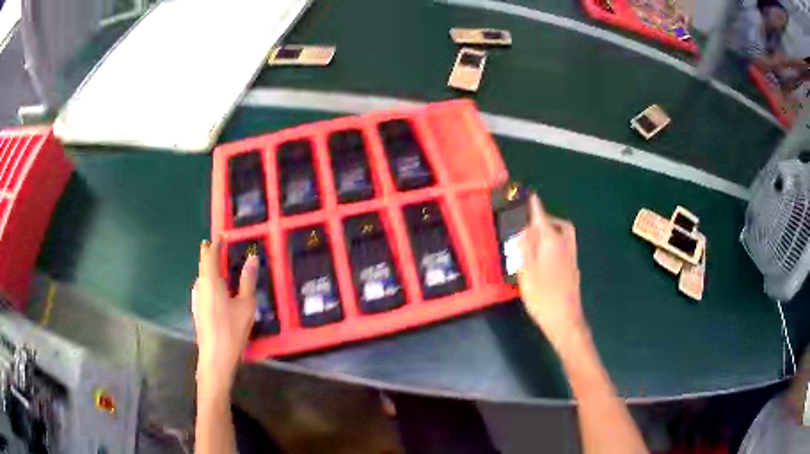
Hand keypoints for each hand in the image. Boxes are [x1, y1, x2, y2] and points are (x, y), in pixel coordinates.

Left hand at [192, 239, 257, 394]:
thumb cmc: (232, 329)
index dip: (215, 244)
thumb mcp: (246, 304)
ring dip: (209, 269)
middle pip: (203, 265)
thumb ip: (248, 280)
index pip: (210, 255)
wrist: (215, 357)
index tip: (221, 236)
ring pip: (202, 277)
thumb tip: (252, 258)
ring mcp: (196, 299)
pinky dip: (209, 282)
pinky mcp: (197, 310)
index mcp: (210, 281)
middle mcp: (200, 286)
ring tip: (218, 266)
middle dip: (209, 254)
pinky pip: (202, 288)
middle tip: (217, 247)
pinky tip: (216, 291)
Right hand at [518, 195, 586, 354]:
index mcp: (552, 243)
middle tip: (533, 222)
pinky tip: (545, 255)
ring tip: (537, 238)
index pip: (542, 218)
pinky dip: (555, 242)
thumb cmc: (542, 296)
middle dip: (547, 219)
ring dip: (552, 230)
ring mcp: (571, 258)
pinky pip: (565, 246)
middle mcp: (565, 246)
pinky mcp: (573, 269)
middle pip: (560, 225)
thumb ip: (525, 247)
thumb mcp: (526, 271)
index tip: (530, 195)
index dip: (535, 206)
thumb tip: (524, 227)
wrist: (565, 319)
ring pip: (564, 236)